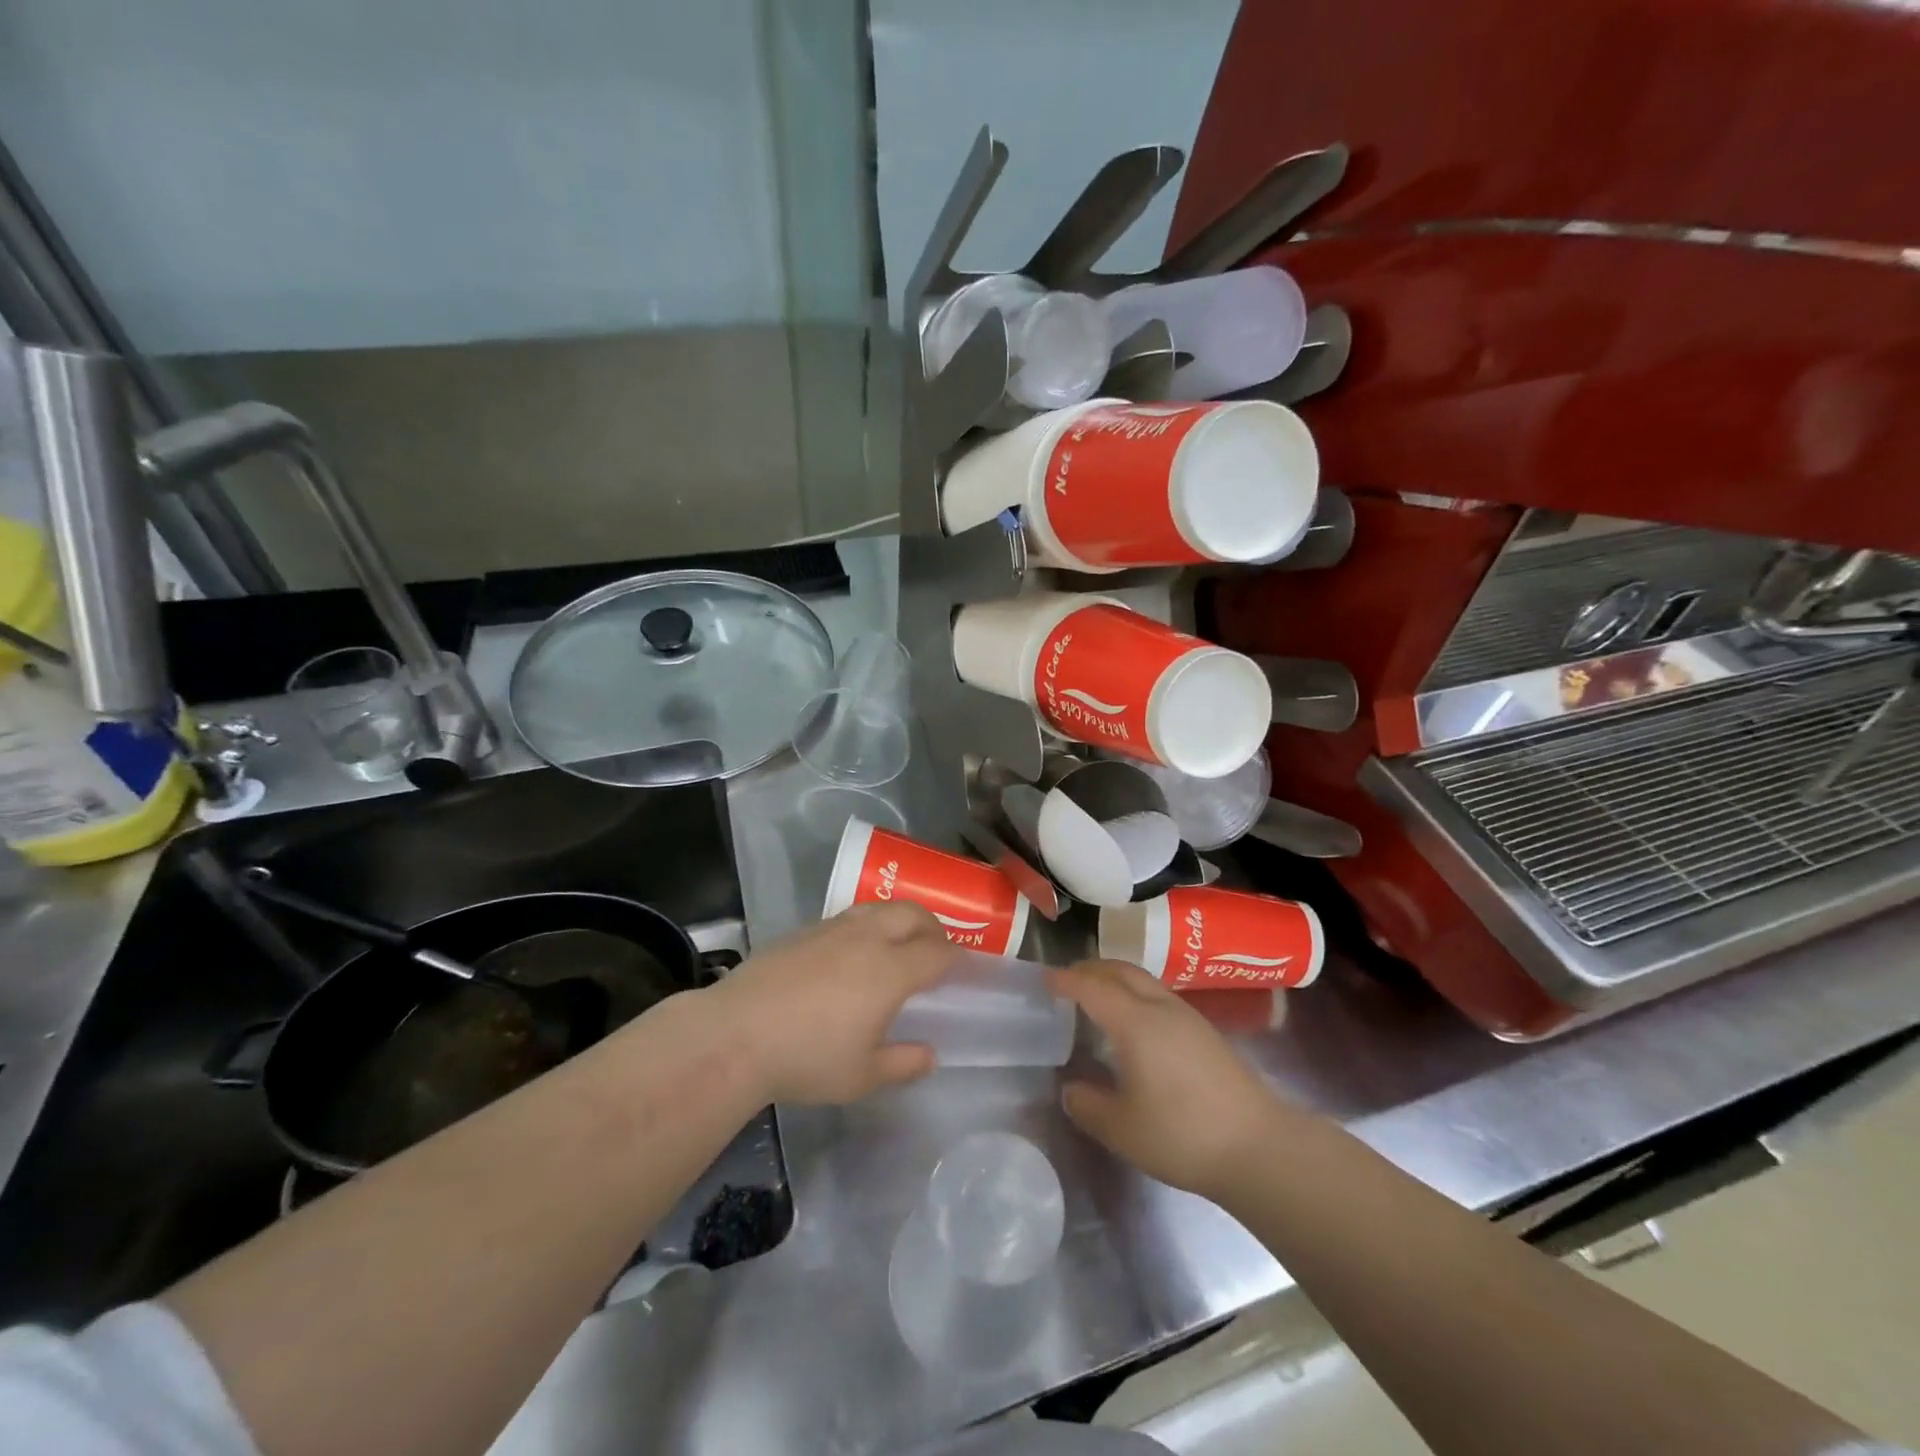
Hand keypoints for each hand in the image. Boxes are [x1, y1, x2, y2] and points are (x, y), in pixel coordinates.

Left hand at [702, 902, 955, 1104]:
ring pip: (878, 908)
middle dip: (932, 926)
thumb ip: (902, 1063)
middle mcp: (867, 939)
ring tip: (897, 941)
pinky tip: (852, 951)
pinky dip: (865, 925)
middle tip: (936, 947)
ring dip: (898, 918)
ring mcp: (832, 929)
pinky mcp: (802, 931)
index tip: (961, 966)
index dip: (955, 956)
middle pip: (912, 914)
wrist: (735, 1035)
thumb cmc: (807, 1059)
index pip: (936, 951)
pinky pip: (847, 917)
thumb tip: (929, 1055)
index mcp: (891, 971)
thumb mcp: (861, 1076)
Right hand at [1050, 959, 1288, 1200]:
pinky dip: (1135, 994)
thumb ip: (1089, 1105)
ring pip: (1144, 981)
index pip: (1093, 987)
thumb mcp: (1122, 1129)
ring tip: (1097, 997)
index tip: (1045, 979)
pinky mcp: (1205, 1033)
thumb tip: (1072, 1089)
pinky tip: (1133, 1024)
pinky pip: (1159, 996)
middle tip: (1067, 980)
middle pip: (1121, 971)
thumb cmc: (1182, 1135)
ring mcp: (1188, 1017)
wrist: (1259, 1147)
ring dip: (1115, 979)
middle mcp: (1161, 1008)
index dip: (1066, 980)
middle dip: (1091, 969)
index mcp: (1135, 1022)